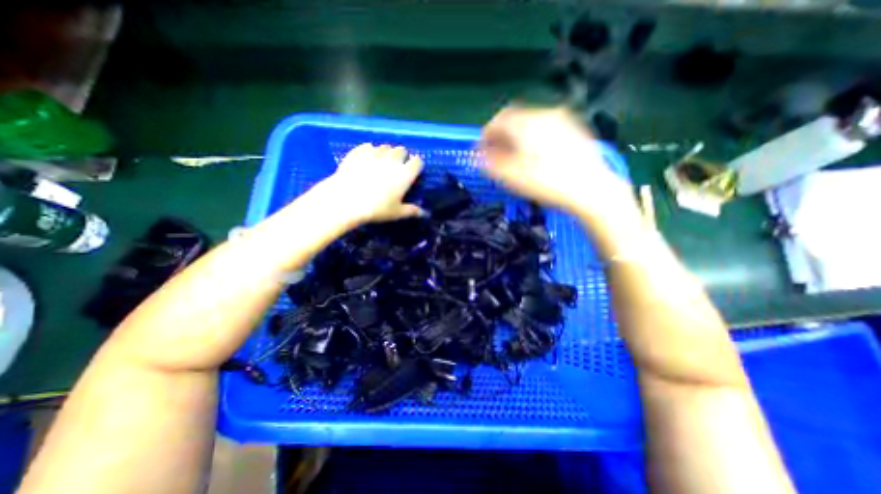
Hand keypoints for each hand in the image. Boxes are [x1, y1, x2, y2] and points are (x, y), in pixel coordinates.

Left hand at [323, 142, 425, 226]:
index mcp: (405, 173)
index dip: (417, 165)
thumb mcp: (396, 213)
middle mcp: (392, 159)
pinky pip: (368, 146)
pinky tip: (366, 159)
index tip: (413, 172)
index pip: (418, 162)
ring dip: (387, 152)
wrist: (346, 200)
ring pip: (385, 146)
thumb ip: (412, 211)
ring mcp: (375, 153)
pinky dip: (370, 151)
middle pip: (402, 150)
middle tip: (397, 167)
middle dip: (402, 156)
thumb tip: (425, 214)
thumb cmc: (376, 208)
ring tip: (382, 162)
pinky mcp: (358, 151)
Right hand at [481, 106, 633, 216]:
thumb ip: (490, 163)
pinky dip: (533, 138)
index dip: (485, 135)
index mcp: (526, 123)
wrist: (591, 189)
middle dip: (501, 136)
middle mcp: (544, 114)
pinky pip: (545, 128)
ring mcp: (562, 120)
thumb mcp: (512, 176)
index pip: (498, 120)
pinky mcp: (574, 130)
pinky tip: (535, 155)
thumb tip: (478, 155)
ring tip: (514, 156)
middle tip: (495, 154)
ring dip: (517, 137)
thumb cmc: (547, 183)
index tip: (480, 150)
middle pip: (515, 119)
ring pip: (530, 123)